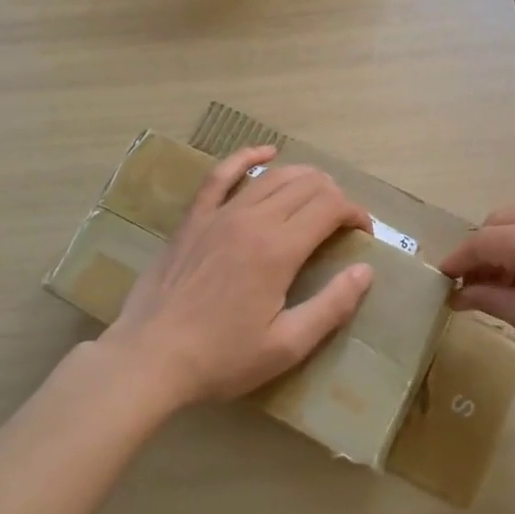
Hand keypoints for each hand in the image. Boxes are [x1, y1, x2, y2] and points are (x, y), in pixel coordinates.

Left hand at [101, 145, 374, 410]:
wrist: (149, 360)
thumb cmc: (221, 358)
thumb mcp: (287, 346)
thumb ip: (332, 306)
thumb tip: (365, 271)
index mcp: (279, 249)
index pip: (331, 207)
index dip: (355, 214)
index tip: (363, 234)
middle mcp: (253, 220)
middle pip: (307, 185)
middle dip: (335, 196)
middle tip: (342, 222)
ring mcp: (219, 214)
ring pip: (272, 177)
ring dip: (304, 177)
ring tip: (319, 193)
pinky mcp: (194, 219)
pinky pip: (221, 175)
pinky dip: (246, 157)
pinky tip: (265, 153)